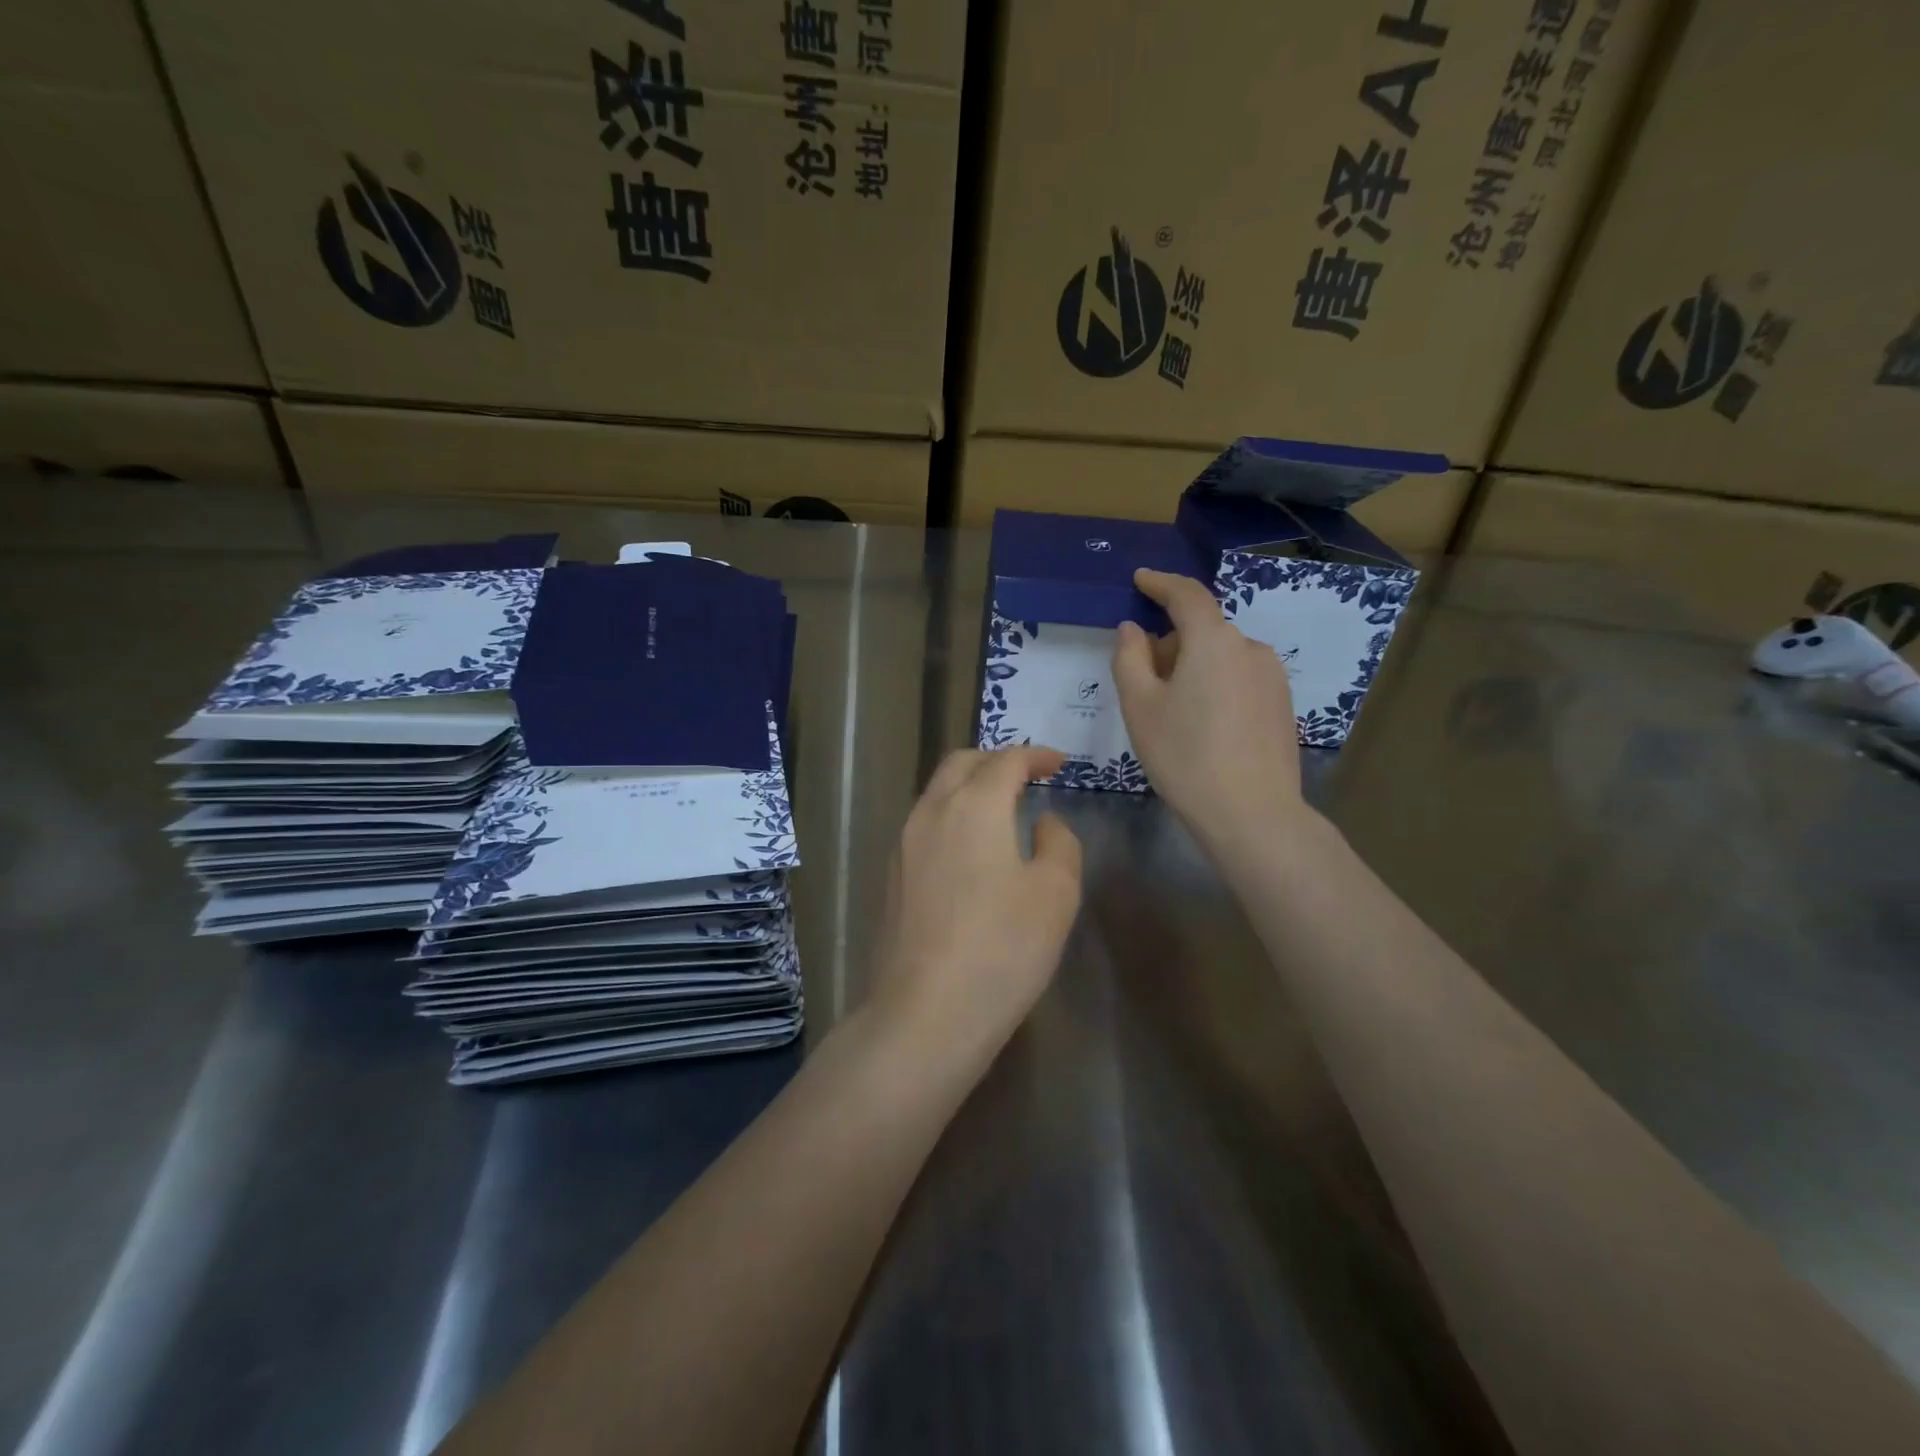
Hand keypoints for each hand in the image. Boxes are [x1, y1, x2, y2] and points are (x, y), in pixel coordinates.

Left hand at [866, 747, 1082, 1069]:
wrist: (926, 1012)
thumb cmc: (1002, 948)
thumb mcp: (1055, 893)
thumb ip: (1058, 843)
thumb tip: (1042, 822)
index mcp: (974, 804)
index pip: (1007, 759)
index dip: (1036, 755)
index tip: (1060, 763)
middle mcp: (932, 811)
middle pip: (962, 763)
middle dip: (996, 760)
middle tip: (1028, 775)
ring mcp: (904, 843)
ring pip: (938, 792)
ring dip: (970, 786)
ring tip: (1002, 807)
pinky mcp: (892, 875)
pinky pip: (925, 823)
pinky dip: (953, 815)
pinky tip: (971, 847)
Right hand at [1112, 568, 1307, 851]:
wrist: (1252, 813)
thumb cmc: (1184, 756)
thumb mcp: (1140, 706)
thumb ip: (1130, 658)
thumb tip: (1133, 630)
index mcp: (1213, 640)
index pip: (1186, 595)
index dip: (1160, 583)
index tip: (1141, 579)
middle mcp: (1250, 647)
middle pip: (1202, 631)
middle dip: (1170, 645)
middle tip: (1143, 685)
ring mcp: (1272, 676)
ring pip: (1221, 657)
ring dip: (1193, 668)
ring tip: (1174, 715)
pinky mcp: (1283, 704)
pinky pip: (1240, 679)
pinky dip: (1216, 687)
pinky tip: (1204, 729)